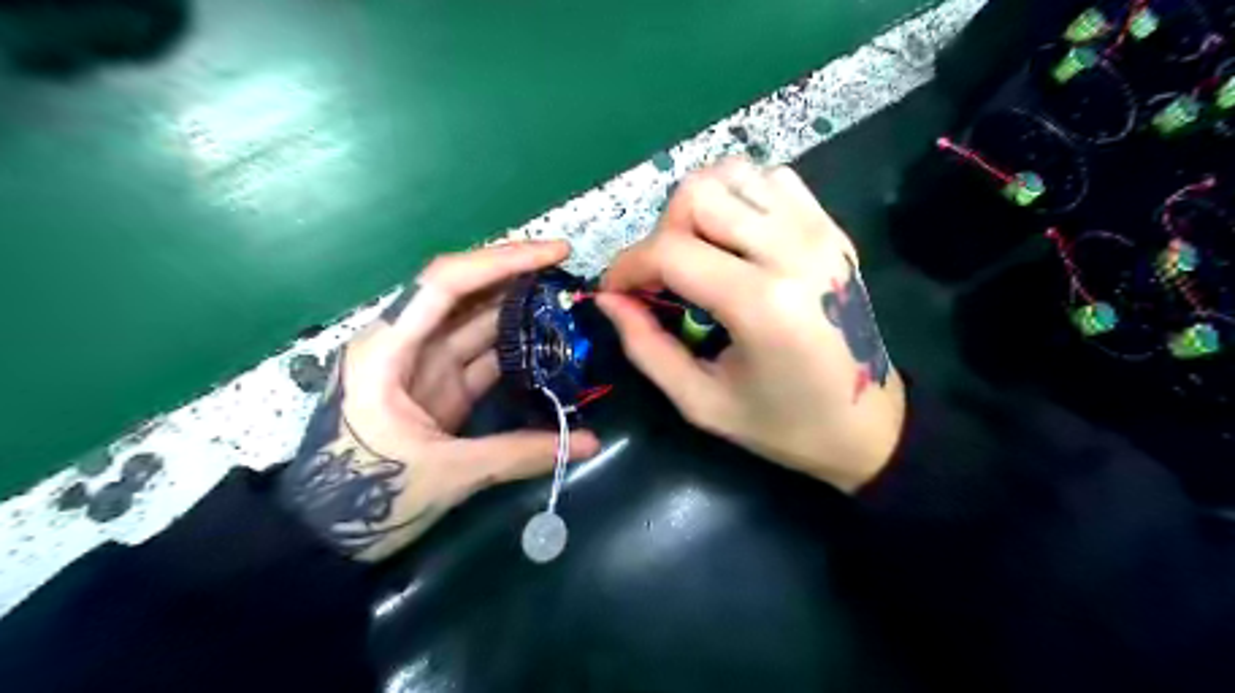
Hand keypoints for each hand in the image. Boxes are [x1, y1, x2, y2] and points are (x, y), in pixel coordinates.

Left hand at [282, 240, 606, 558]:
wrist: (323, 537)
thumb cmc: (365, 498)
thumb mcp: (447, 473)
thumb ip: (521, 454)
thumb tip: (590, 443)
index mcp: (388, 349)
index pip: (446, 282)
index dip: (502, 260)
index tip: (555, 251)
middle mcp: (404, 344)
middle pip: (464, 293)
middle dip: (516, 276)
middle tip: (569, 272)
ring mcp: (423, 367)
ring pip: (476, 322)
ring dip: (519, 310)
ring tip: (567, 301)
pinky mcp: (438, 389)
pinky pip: (481, 355)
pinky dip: (514, 347)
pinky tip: (547, 343)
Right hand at [601, 156, 904, 493]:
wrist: (869, 424)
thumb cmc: (783, 425)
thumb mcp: (701, 402)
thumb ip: (645, 347)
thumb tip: (608, 298)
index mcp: (762, 303)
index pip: (671, 251)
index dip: (628, 266)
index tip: (615, 291)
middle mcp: (793, 250)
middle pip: (698, 193)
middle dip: (662, 231)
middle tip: (662, 276)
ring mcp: (818, 231)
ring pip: (733, 173)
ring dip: (699, 208)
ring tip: (698, 254)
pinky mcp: (831, 227)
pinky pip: (771, 180)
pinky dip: (739, 198)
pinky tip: (736, 239)